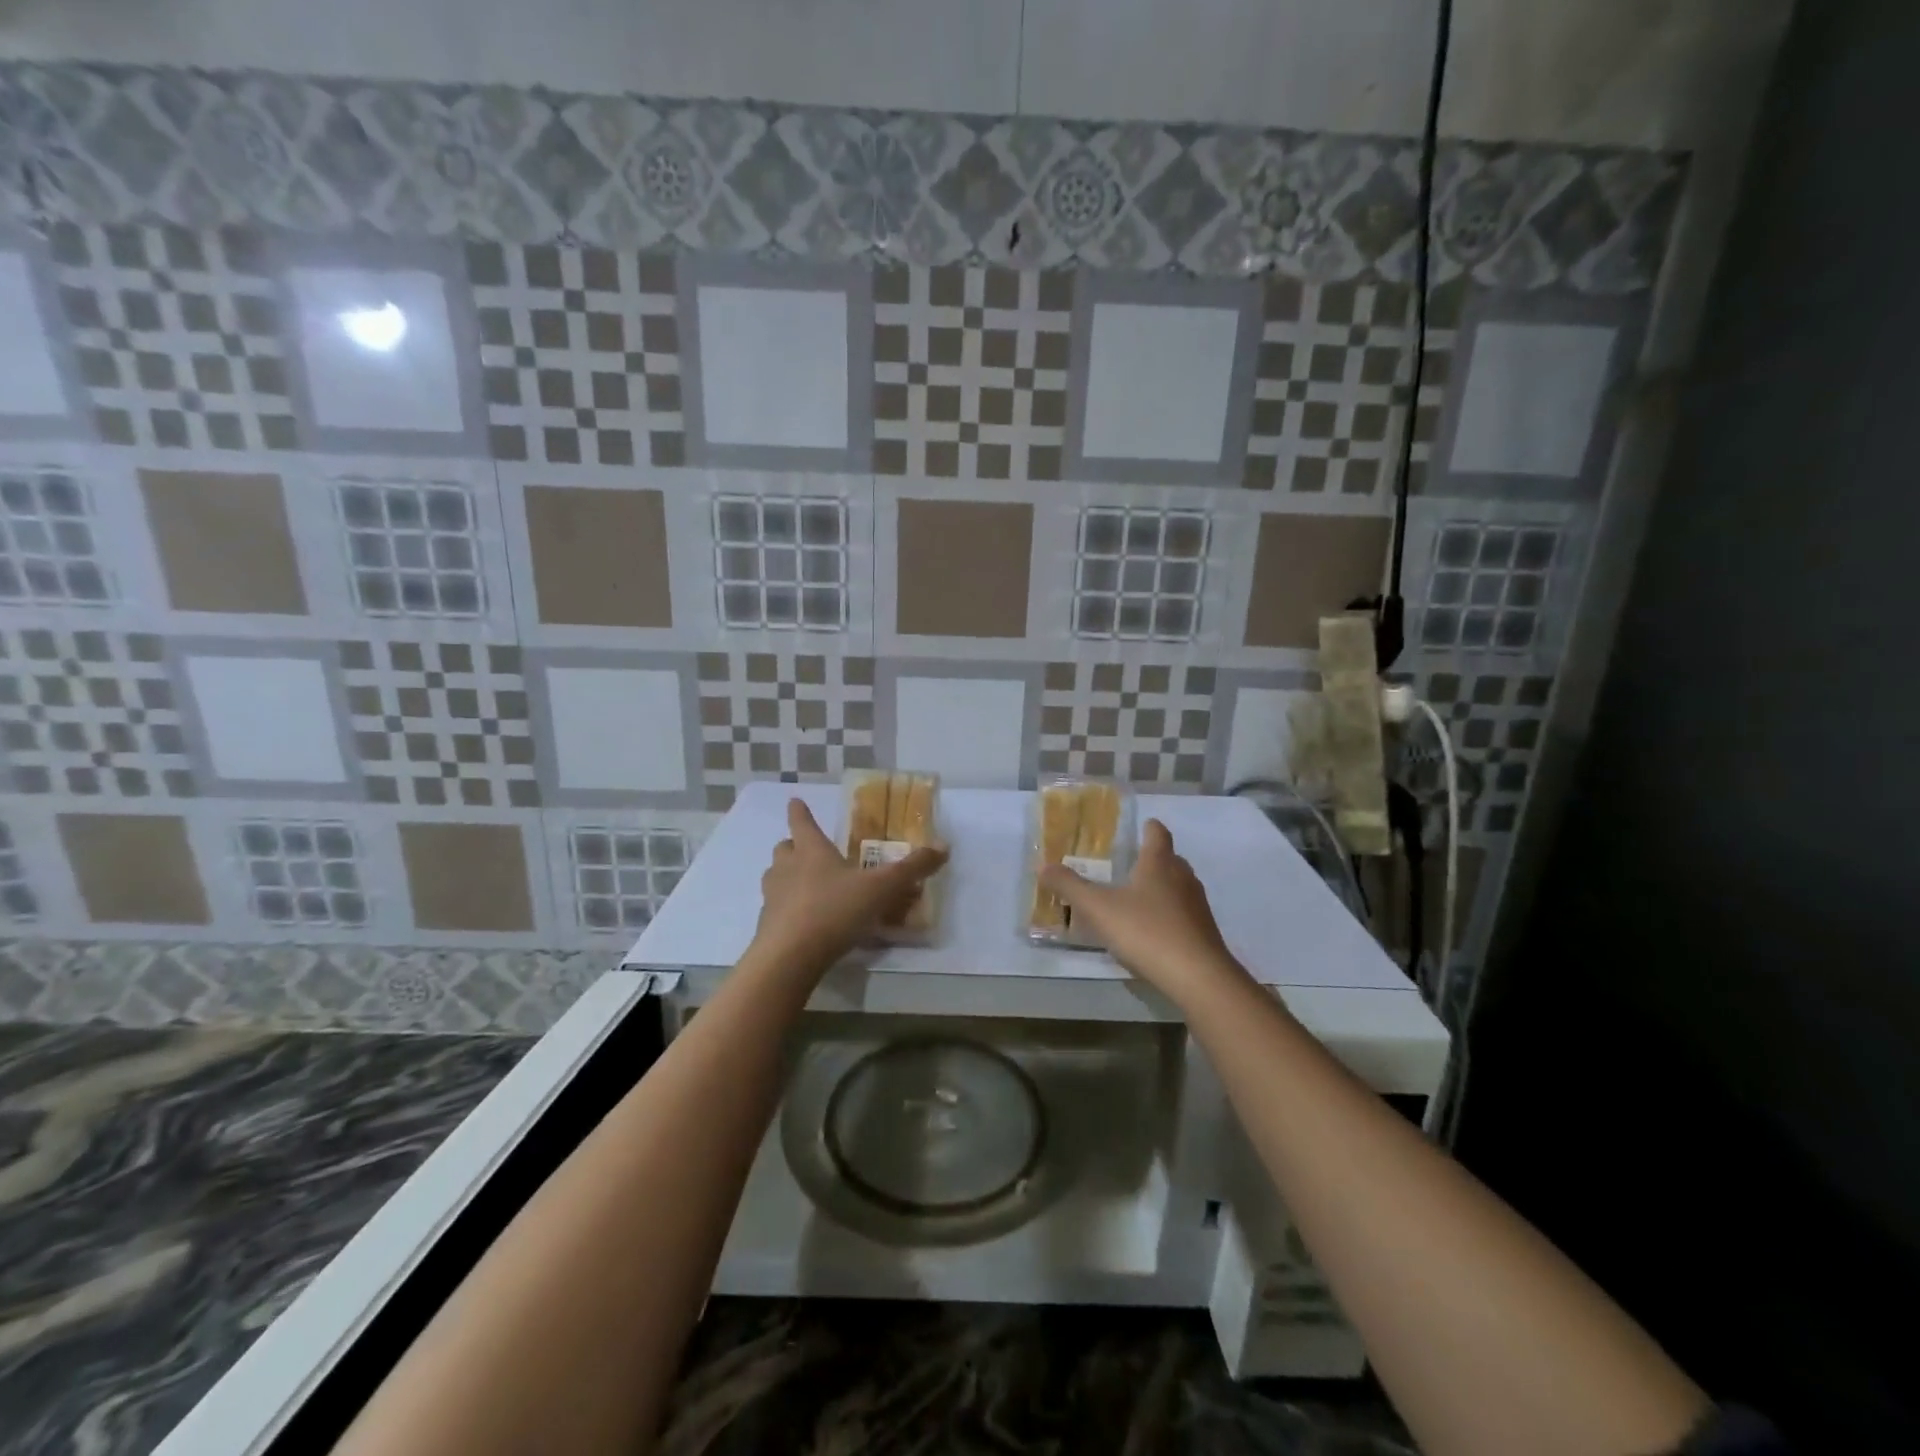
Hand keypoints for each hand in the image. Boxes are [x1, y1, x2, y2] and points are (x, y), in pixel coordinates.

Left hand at [753, 798, 946, 970]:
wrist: (789, 957)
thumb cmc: (834, 910)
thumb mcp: (881, 888)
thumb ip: (911, 869)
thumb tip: (944, 846)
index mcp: (811, 850)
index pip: (801, 821)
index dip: (799, 810)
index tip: (795, 800)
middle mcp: (787, 868)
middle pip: (784, 848)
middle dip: (794, 845)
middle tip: (807, 849)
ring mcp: (772, 897)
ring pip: (775, 877)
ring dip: (787, 876)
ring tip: (807, 885)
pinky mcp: (768, 927)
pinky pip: (777, 909)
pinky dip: (788, 909)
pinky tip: (806, 923)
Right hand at [1038, 818, 1246, 1003]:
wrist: (1198, 977)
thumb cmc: (1146, 931)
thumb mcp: (1098, 909)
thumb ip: (1070, 886)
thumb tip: (1043, 867)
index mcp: (1159, 863)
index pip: (1158, 833)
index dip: (1149, 828)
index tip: (1140, 827)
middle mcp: (1183, 877)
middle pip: (1170, 859)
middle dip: (1153, 859)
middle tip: (1129, 865)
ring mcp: (1198, 906)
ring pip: (1179, 887)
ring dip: (1161, 888)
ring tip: (1136, 899)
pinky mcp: (1204, 932)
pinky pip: (1184, 914)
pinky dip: (1169, 915)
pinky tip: (1152, 932)